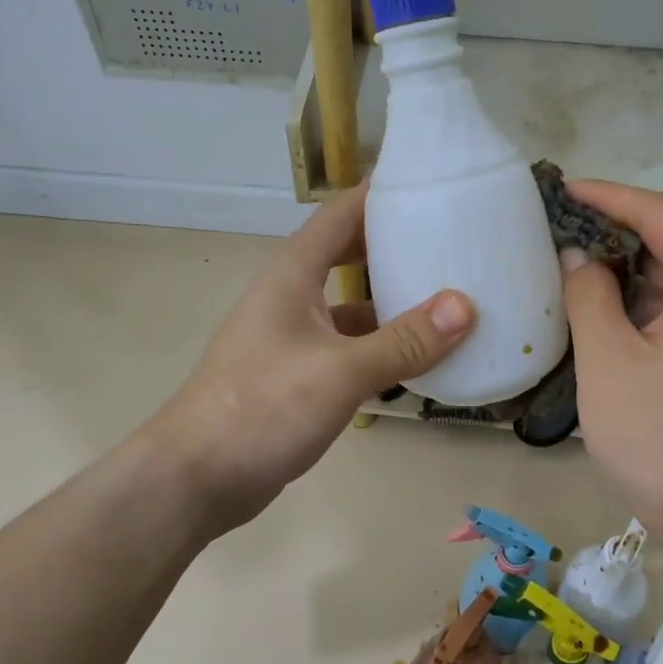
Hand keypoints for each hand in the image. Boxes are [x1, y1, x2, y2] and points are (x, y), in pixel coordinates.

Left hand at [143, 188, 474, 531]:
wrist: (197, 476)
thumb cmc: (263, 408)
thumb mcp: (340, 372)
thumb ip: (403, 341)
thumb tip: (465, 306)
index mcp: (292, 274)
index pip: (342, 213)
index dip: (382, 194)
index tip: (433, 186)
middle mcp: (291, 296)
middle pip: (349, 255)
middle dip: (396, 248)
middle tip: (454, 246)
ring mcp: (292, 338)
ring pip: (351, 307)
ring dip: (393, 305)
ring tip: (449, 303)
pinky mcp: (296, 376)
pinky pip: (348, 349)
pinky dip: (379, 350)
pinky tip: (416, 363)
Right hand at [559, 181, 662, 543]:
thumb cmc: (654, 434)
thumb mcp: (606, 359)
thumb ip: (588, 295)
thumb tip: (577, 258)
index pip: (661, 215)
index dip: (609, 196)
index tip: (564, 189)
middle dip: (614, 233)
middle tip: (557, 230)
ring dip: (624, 271)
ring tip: (569, 267)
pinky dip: (639, 303)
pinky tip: (599, 311)